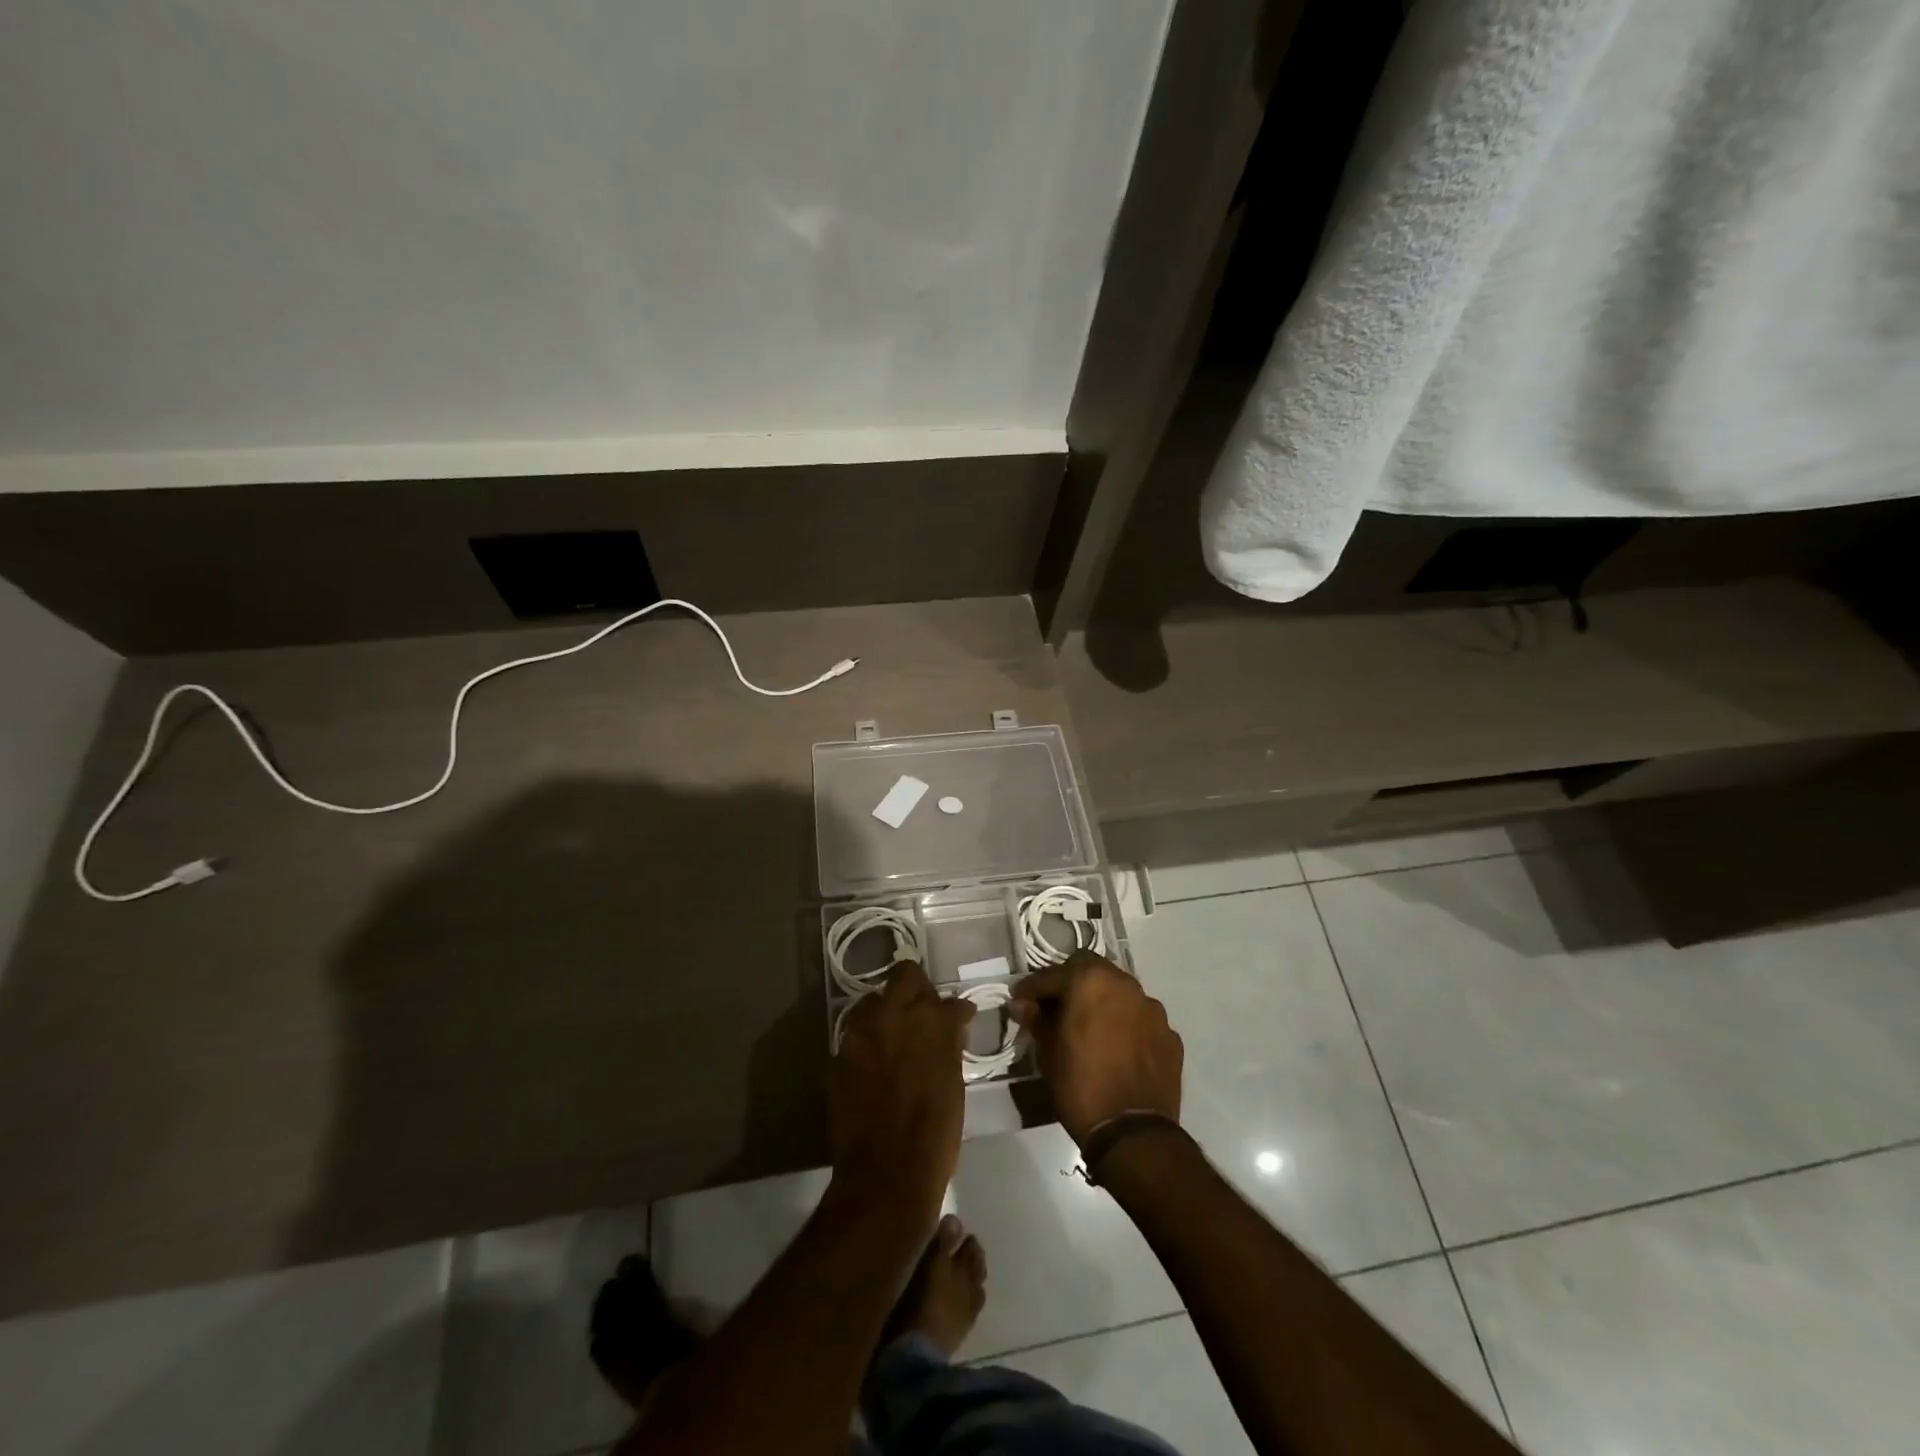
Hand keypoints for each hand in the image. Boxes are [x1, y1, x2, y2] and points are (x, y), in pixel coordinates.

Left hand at [829, 962, 971, 1220]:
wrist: (887, 1173)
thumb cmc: (935, 1133)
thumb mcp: (954, 1084)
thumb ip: (949, 1047)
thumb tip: (951, 1030)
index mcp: (933, 1021)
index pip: (947, 999)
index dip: (954, 1009)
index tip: (959, 1018)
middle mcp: (895, 1014)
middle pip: (904, 975)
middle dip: (915, 988)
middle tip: (921, 1011)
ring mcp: (862, 1032)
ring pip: (873, 1001)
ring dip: (885, 1012)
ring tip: (892, 1035)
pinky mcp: (839, 1054)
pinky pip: (854, 1035)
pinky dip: (866, 1043)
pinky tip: (873, 1063)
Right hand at [1010, 950, 1182, 1146]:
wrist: (1132, 1132)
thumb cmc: (1079, 1084)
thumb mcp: (1048, 1051)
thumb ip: (1036, 1019)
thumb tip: (1022, 1004)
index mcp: (1091, 981)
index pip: (1054, 974)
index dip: (1034, 988)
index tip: (1021, 1001)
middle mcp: (1126, 985)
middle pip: (1093, 972)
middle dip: (1073, 986)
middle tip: (1058, 1010)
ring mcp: (1153, 1010)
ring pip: (1121, 995)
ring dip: (1104, 1005)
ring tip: (1092, 1031)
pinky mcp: (1170, 1036)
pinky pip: (1142, 1022)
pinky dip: (1128, 1028)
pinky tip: (1119, 1051)